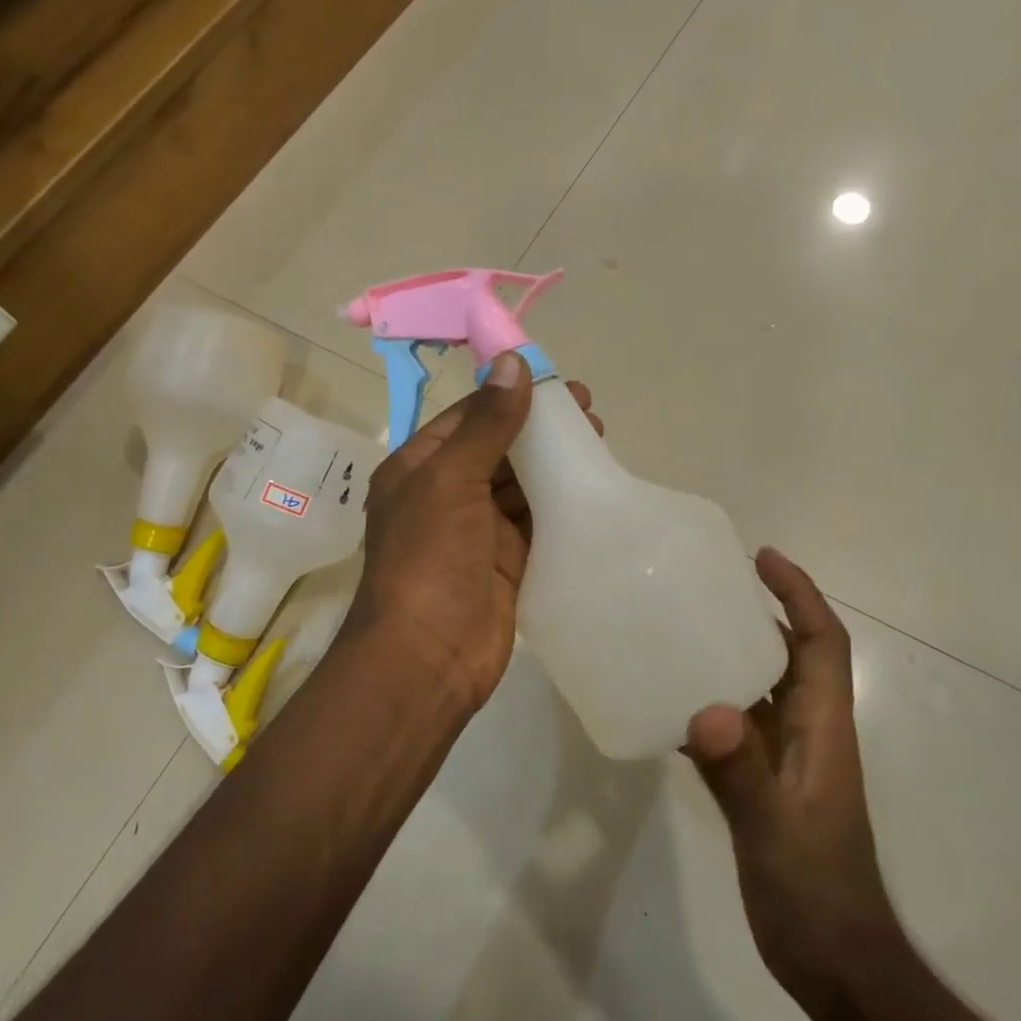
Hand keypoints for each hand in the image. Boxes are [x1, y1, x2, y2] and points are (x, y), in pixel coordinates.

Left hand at [345, 353, 601, 722]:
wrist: (427, 657)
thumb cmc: (429, 559)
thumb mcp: (451, 480)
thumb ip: (486, 424)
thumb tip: (512, 363)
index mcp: (420, 468)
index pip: (469, 417)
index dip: (510, 395)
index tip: (557, 382)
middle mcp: (446, 494)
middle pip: (498, 448)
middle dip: (540, 429)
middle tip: (591, 413)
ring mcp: (478, 531)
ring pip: (521, 485)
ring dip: (554, 464)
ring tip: (600, 442)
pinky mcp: (507, 562)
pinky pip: (536, 522)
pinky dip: (560, 504)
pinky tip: (592, 487)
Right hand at [687, 548, 905, 1016]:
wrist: (835, 963)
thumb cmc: (816, 892)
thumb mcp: (776, 831)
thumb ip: (742, 772)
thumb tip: (706, 709)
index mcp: (823, 728)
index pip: (822, 642)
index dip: (800, 594)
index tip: (763, 558)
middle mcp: (807, 733)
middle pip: (790, 654)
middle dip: (762, 610)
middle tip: (709, 583)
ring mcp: (785, 760)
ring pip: (761, 687)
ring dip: (731, 652)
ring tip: (681, 626)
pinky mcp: (762, 785)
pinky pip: (735, 727)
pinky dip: (708, 703)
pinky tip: (668, 702)